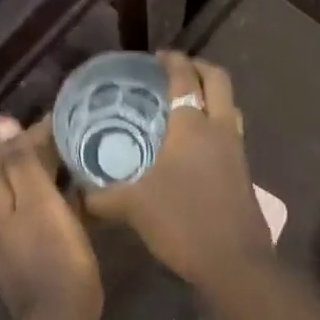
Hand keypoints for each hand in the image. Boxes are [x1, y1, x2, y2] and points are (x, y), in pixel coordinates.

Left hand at [0, 115, 102, 319]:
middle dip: (43, 154)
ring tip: (79, 164)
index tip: (72, 123)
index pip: (11, 150)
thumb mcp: (40, 201)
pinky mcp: (15, 252)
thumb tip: (2, 122)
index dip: (41, 134)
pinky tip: (71, 198)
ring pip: (23, 191)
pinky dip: (48, 200)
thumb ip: (21, 161)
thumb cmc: (56, 254)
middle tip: (80, 141)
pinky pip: (30, 212)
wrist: (58, 319)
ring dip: (47, 177)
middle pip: (14, 170)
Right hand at [84, 53, 273, 289]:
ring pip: (230, 106)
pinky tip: (194, 145)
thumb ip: (102, 197)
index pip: (185, 78)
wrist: (235, 262)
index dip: (172, 61)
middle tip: (176, 70)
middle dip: (199, 67)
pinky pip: (231, 132)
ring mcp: (237, 150)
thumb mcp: (134, 207)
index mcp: (193, 127)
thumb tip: (76, 195)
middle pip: (219, 80)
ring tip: (186, 103)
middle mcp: (220, 129)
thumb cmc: (183, 222)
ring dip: (212, 96)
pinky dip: (215, 123)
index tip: (157, 56)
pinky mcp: (243, 172)